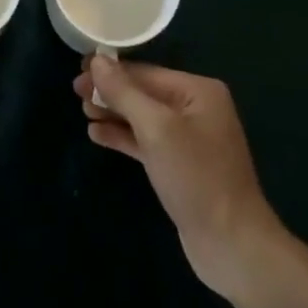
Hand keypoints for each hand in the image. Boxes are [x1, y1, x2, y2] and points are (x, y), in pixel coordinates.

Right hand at [76, 57, 285, 299]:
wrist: (232, 245)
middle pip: (143, 93)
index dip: (110, 71)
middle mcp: (196, 109)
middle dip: (110, 93)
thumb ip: (125, 92)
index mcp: (198, 91)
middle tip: (75, 93)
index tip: (78, 71)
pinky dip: (123, 137)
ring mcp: (189, 139)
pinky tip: (97, 135)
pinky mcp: (180, 167)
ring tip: (83, 112)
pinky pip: (146, 142)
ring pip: (143, 118)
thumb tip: (97, 61)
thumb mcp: (156, 129)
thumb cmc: (196, 177)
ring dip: (113, 114)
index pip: (146, 72)